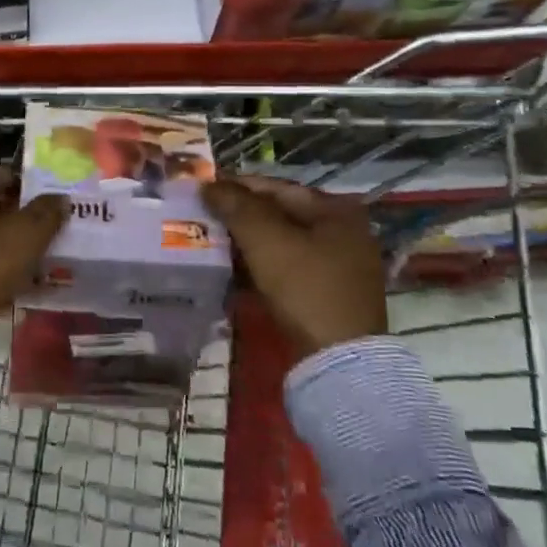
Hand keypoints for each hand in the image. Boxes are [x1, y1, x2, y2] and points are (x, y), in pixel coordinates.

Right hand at [201, 176, 386, 357]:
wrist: (339, 361)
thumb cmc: (305, 288)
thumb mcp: (266, 240)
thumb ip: (237, 205)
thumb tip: (209, 184)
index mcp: (335, 210)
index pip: (276, 187)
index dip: (236, 187)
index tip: (203, 192)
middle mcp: (343, 232)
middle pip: (280, 214)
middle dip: (240, 217)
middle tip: (203, 219)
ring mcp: (339, 266)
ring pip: (282, 243)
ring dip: (247, 243)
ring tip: (211, 244)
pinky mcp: (329, 295)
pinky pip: (288, 268)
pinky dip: (261, 266)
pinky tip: (233, 271)